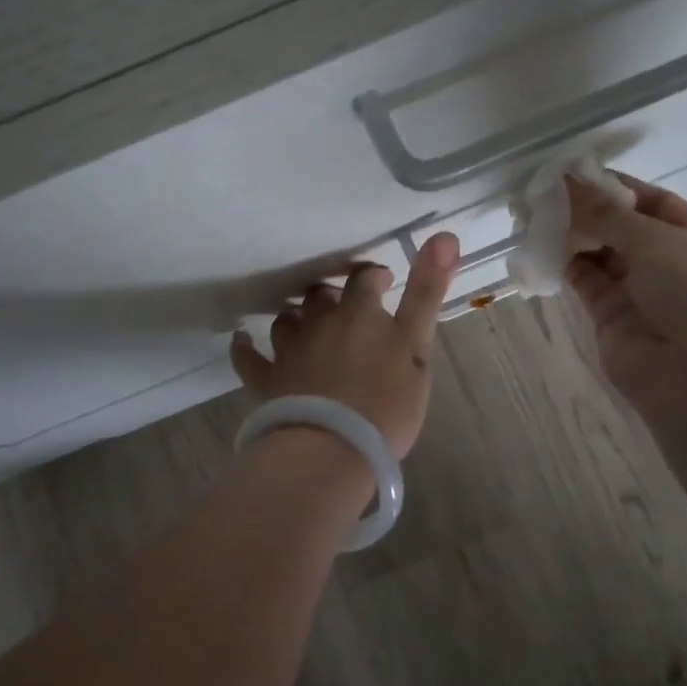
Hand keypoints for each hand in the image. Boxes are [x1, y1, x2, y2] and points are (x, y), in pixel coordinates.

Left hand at [229, 233, 459, 457]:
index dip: (374, 278)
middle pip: (320, 296)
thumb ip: (428, 293)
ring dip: (297, 318)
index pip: (364, 279)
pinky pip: (248, 356)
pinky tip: (240, 340)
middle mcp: (318, 322)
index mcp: (359, 313)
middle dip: (333, 297)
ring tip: (306, 328)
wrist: (331, 449)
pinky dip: (244, 347)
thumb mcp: (418, 347)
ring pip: (286, 320)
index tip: (383, 284)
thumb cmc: (386, 403)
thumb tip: (445, 236)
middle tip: (347, 312)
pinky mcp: (265, 379)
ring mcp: (288, 350)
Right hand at [563, 173, 686, 420]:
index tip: (574, 173)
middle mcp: (671, 264)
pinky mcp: (612, 319)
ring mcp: (641, 294)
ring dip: (571, 235)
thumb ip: (607, 212)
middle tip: (543, 193)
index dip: (615, 186)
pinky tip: (540, 246)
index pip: (652, 202)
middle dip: (587, 210)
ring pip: (600, 255)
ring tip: (534, 214)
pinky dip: (564, 264)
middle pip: (622, 228)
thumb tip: (568, 180)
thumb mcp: (658, 242)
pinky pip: (586, 282)